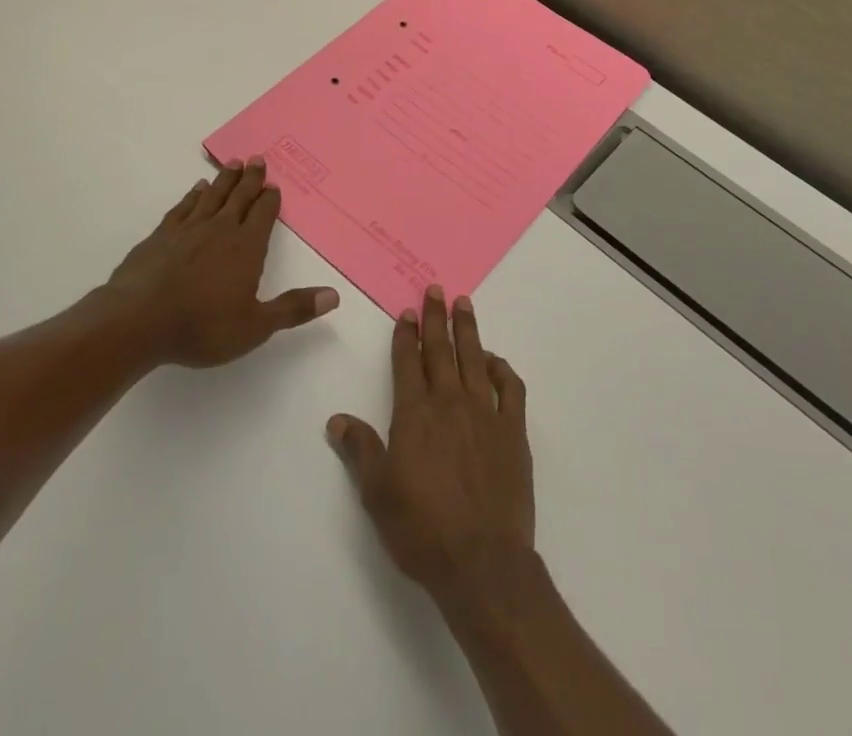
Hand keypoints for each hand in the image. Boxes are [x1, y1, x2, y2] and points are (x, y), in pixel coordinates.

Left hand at [108, 158, 338, 367]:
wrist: (137, 322)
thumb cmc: (202, 327)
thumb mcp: (255, 326)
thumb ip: (293, 309)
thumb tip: (334, 295)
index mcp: (246, 247)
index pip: (263, 214)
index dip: (270, 199)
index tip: (274, 185)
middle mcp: (220, 229)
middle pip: (239, 197)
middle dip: (251, 178)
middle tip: (257, 158)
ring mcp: (188, 229)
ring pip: (212, 195)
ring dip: (225, 179)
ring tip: (233, 164)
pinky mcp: (160, 236)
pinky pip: (183, 207)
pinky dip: (193, 195)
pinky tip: (196, 190)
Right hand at [327, 286, 533, 614]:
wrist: (482, 561)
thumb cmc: (423, 530)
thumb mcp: (378, 494)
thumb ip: (360, 451)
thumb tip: (337, 420)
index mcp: (415, 415)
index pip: (407, 363)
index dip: (405, 335)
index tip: (407, 311)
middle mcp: (450, 403)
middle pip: (440, 350)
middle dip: (436, 318)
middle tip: (435, 289)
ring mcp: (485, 413)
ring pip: (475, 359)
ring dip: (468, 329)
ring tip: (464, 304)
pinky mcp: (514, 430)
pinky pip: (510, 388)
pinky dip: (502, 369)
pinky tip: (495, 361)